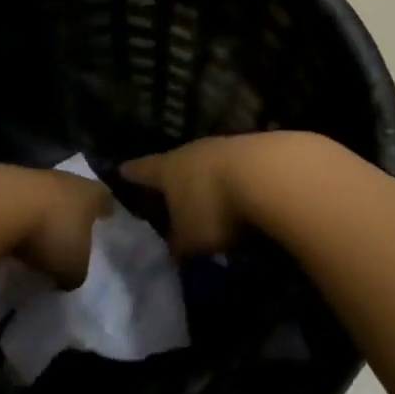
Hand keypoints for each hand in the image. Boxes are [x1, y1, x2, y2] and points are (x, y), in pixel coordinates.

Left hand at [5, 167, 113, 286]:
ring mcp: (34, 176)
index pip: (104, 199)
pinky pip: (17, 201)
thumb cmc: (51, 233)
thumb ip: (75, 273)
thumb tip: (67, 277)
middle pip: (74, 193)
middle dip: (72, 211)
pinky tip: (9, 232)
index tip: (105, 217)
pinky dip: (15, 215)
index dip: (105, 210)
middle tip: (70, 230)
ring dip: (41, 212)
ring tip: (35, 236)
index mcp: (91, 194)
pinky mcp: (3, 180)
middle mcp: (67, 179)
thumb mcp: (73, 267)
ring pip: (44, 195)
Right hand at [122, 133, 324, 255]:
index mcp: (168, 168)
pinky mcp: (260, 150)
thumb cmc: (216, 208)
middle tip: (167, 194)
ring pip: (209, 164)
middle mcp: (194, 151)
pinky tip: (243, 198)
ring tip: (208, 200)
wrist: (274, 175)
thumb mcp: (189, 240)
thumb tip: (173, 247)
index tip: (121, 170)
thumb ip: (177, 244)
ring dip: (208, 181)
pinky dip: (236, 183)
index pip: (142, 170)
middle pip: (177, 163)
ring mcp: (228, 146)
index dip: (131, 174)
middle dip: (173, 180)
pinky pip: (239, 169)